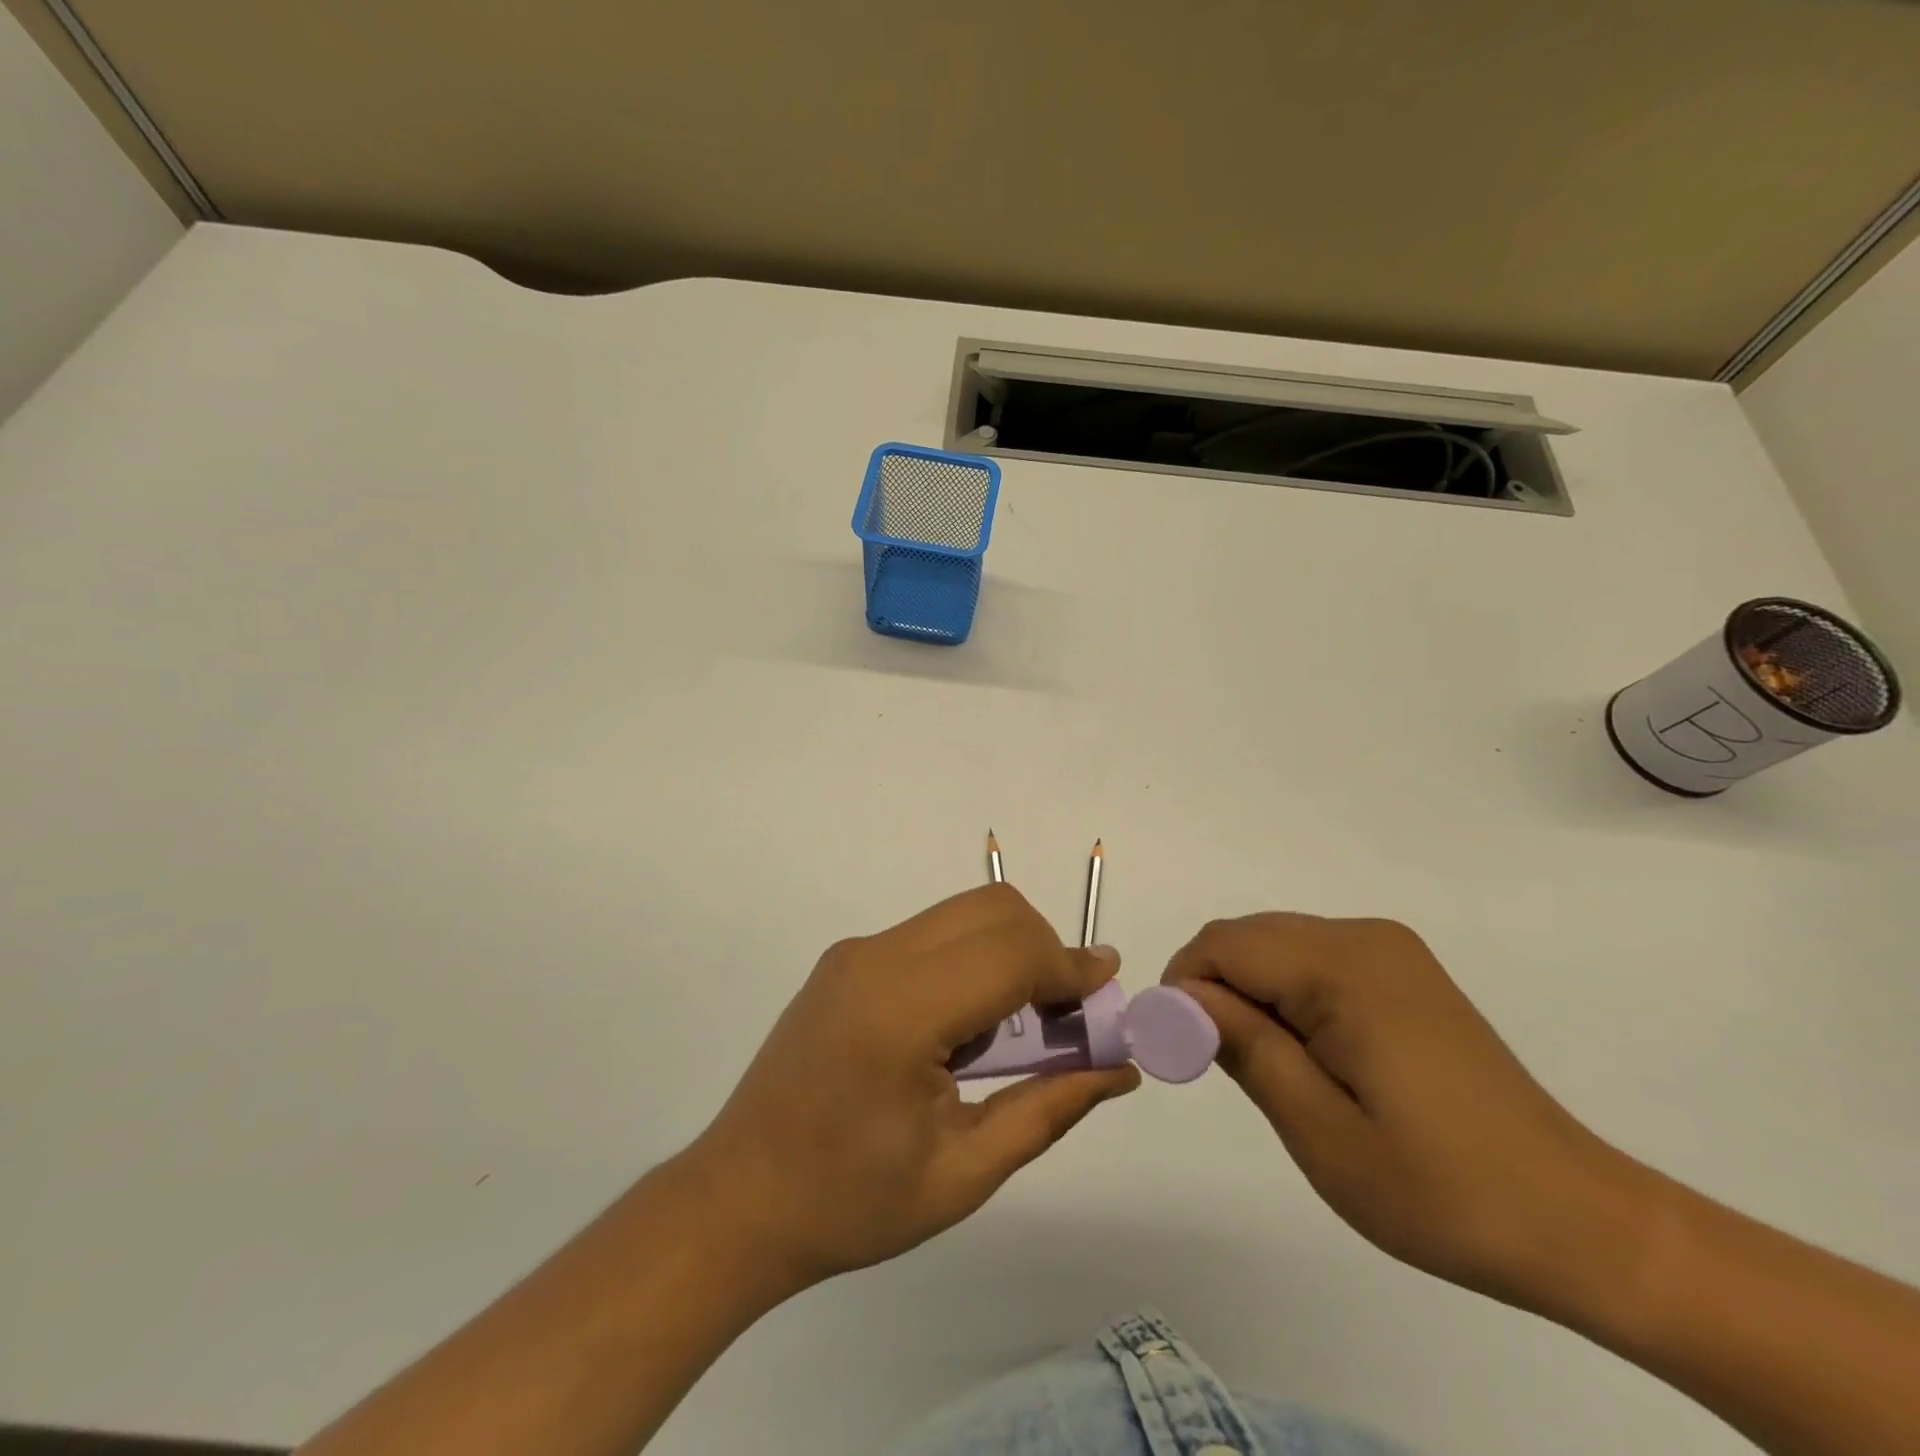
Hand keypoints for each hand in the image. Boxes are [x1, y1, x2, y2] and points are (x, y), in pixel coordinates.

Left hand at [684, 884, 1139, 1291]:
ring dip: (1009, 951)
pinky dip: (972, 958)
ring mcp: (855, 952)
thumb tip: (1118, 1069)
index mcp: (900, 1012)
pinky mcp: (846, 959)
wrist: (738, 1199)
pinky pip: (931, 934)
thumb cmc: (850, 1203)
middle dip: (1045, 949)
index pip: (1009, 953)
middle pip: (991, 909)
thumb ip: (1048, 1109)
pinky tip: (965, 1026)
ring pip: (962, 913)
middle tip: (1064, 1017)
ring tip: (1017, 1029)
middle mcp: (875, 959)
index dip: (1069, 967)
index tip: (1107, 995)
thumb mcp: (963, 1173)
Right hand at [1164, 913, 1644, 1310]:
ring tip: (1269, 1067)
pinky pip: (1312, 959)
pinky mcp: (1403, 970)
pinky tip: (1310, 1053)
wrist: (1577, 1220)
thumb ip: (1243, 1046)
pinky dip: (1285, 994)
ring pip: (1275, 945)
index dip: (1183, 989)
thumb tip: (1179, 998)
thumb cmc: (1441, 1190)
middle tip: (1217, 1064)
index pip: (1222, 945)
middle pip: (1246, 938)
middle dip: (1213, 990)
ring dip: (1249, 993)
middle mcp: (1364, 937)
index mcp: (1344, 968)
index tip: (1180, 1051)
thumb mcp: (1320, 1130)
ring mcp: (1389, 950)